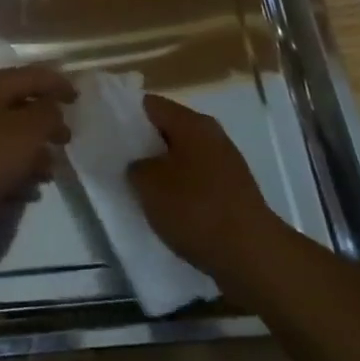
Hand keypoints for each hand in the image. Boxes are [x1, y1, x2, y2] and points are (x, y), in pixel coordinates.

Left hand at [0, 66, 73, 231]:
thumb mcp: (25, 133)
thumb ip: (46, 115)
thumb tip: (51, 107)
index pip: (32, 75)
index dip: (58, 84)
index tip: (79, 100)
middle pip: (17, 106)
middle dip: (45, 125)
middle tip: (66, 143)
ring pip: (4, 137)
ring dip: (30, 154)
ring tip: (48, 176)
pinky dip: (10, 173)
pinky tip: (24, 195)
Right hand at [128, 96, 280, 279]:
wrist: (252, 256)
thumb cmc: (196, 209)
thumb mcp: (149, 185)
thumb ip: (134, 166)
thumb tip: (138, 164)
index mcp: (191, 123)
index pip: (149, 104)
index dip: (124, 115)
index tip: (106, 132)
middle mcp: (211, 134)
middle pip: (167, 129)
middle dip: (143, 144)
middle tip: (118, 161)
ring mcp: (226, 162)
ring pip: (182, 155)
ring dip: (162, 168)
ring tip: (139, 187)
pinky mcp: (233, 190)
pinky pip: (197, 178)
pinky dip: (180, 188)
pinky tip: (167, 207)